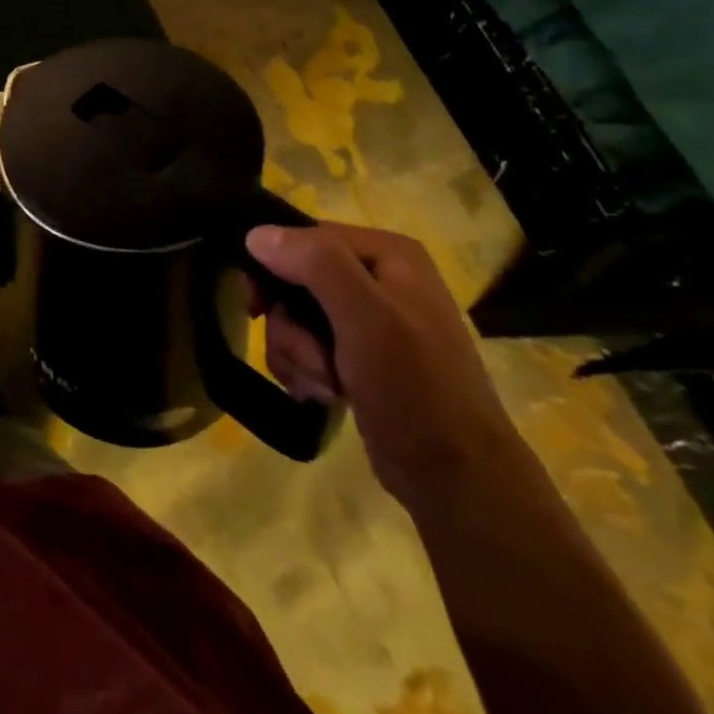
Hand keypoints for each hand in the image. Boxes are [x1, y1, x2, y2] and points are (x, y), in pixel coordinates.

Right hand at [243, 222, 524, 507]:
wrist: (457, 480)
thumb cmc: (416, 389)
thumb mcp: (367, 318)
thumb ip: (316, 264)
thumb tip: (256, 234)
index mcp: (389, 255)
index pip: (305, 237)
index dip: (275, 268)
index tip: (258, 307)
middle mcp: (379, 278)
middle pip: (295, 279)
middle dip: (289, 323)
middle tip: (309, 357)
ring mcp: (369, 320)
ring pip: (294, 316)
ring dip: (295, 352)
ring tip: (322, 383)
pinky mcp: (359, 357)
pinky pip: (306, 345)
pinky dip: (304, 370)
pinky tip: (322, 394)